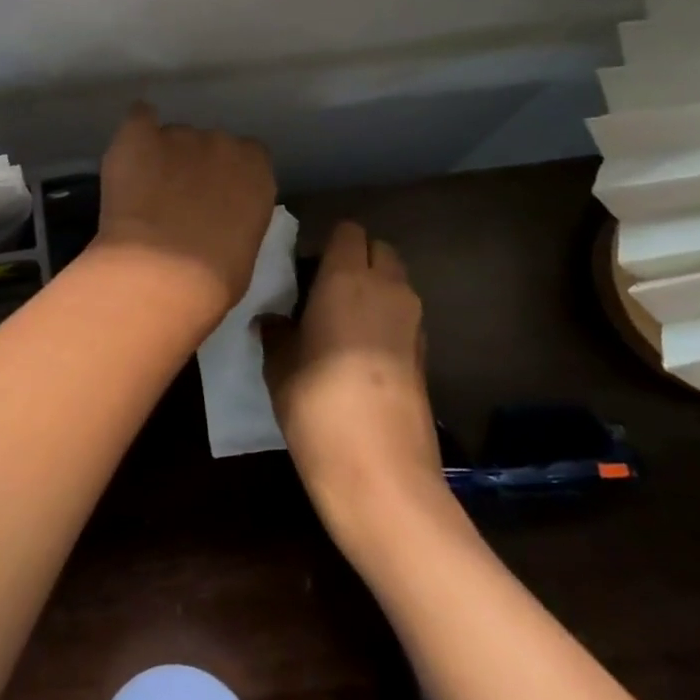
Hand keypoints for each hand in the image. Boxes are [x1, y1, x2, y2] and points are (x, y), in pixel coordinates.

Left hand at [92, 103, 276, 319]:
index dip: (227, 174)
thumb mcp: (243, 246)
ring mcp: (179, 135)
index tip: (214, 196)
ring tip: (143, 192)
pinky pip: (138, 118)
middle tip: (175, 199)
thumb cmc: (214, 278)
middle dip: (193, 165)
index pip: (248, 154)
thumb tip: (218, 219)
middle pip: (207, 143)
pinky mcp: (138, 136)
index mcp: (255, 169)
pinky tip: (129, 152)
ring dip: (161, 157)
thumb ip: (236, 216)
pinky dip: (135, 132)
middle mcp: (221, 142)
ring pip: (170, 137)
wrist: (164, 274)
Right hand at [262, 221, 453, 558]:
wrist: (378, 468)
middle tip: (322, 289)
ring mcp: (413, 321)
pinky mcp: (426, 354)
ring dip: (372, 289)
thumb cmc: (316, 401)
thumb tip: (273, 320)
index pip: (348, 231)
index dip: (328, 242)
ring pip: (395, 283)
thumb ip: (276, 331)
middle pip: (380, 250)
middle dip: (356, 259)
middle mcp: (388, 288)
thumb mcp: (279, 364)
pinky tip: (358, 353)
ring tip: (338, 322)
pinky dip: (384, 320)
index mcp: (347, 277)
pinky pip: (403, 317)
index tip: (304, 267)